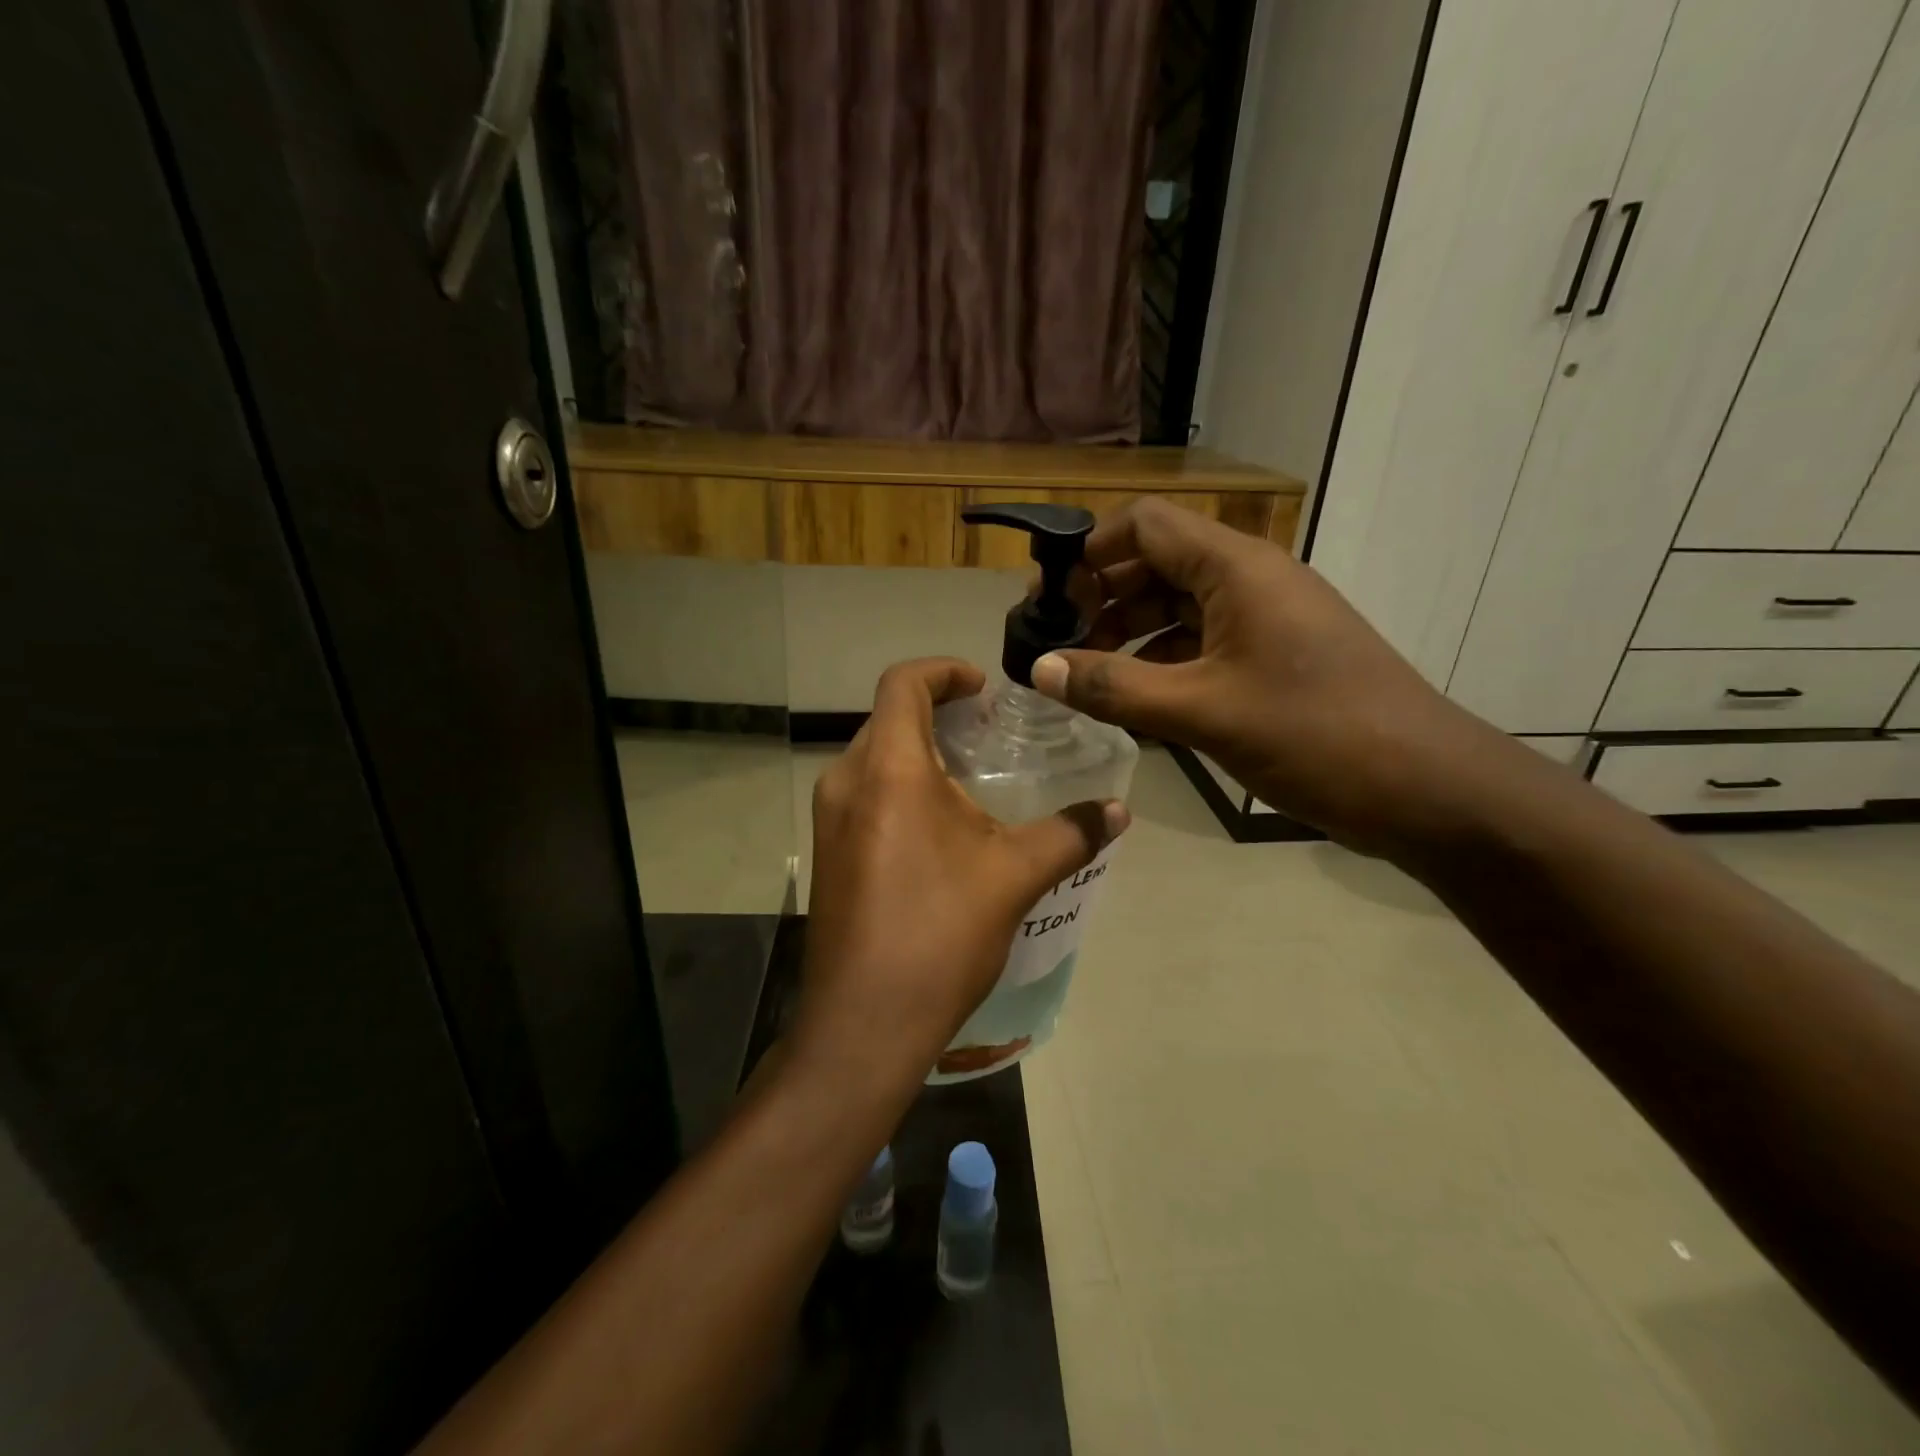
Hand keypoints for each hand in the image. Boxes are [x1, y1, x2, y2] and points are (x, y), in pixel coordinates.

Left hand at [795, 658, 1128, 1090]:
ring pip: (874, 758)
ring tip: (970, 780)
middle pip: (888, 718)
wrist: (865, 1022)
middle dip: (937, 713)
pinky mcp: (827, 852)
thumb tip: (1118, 811)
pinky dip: (900, 788)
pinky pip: (864, 795)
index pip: (904, 682)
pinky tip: (940, 828)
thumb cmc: (940, 934)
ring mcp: (829, 819)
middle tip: (987, 734)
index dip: (945, 671)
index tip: (984, 689)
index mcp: (888, 769)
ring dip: (917, 753)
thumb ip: (1071, 833)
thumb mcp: (1015, 876)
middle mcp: (846, 781)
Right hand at [1030, 498, 1522, 856]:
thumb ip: (1114, 688)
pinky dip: (1160, 663)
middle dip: (1100, 599)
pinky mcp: (1272, 658)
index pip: (1144, 524)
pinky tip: (1133, 702)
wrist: (1427, 788)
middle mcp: (1249, 580)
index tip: (1047, 601)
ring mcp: (1264, 619)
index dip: (1088, 552)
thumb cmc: (1315, 735)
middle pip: (1155, 563)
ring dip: (1127, 635)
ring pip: (1176, 607)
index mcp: (1235, 568)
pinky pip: (1200, 643)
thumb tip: (1038, 668)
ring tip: (1083, 679)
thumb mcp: (1203, 711)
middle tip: (1055, 646)